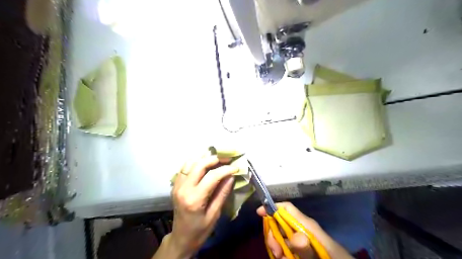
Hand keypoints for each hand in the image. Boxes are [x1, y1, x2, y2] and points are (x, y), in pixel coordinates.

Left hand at [168, 155, 238, 257]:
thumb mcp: (215, 214)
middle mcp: (183, 188)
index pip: (212, 176)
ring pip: (190, 162)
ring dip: (204, 158)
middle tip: (227, 159)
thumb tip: (231, 176)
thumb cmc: (200, 230)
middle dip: (215, 159)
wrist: (181, 238)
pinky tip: (204, 163)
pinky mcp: (175, 185)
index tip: (235, 168)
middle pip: (199, 164)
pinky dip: (195, 162)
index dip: (225, 169)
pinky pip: (185, 167)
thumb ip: (222, 193)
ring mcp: (177, 185)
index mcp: (194, 199)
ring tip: (217, 158)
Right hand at [257, 202, 354, 258]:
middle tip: (276, 252)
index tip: (259, 213)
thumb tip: (295, 237)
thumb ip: (308, 248)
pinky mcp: (300, 249)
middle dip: (273, 234)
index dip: (272, 207)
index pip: (286, 208)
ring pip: (280, 237)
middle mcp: (301, 229)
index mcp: (306, 224)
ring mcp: (300, 240)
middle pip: (279, 223)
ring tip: (282, 258)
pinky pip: (286, 247)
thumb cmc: (335, 258)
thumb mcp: (321, 254)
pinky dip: (283, 254)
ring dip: (277, 247)